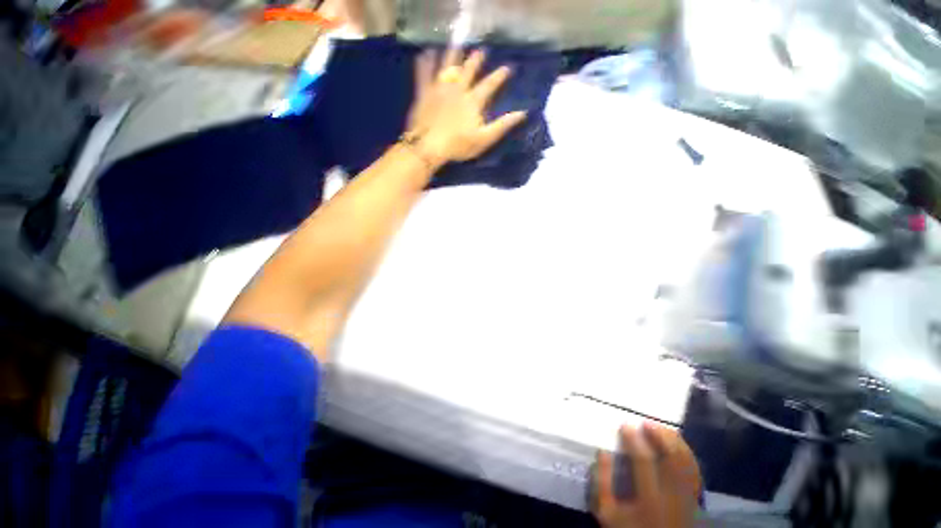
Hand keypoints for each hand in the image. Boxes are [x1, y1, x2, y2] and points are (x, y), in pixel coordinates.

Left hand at [406, 48, 526, 166]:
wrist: (429, 147)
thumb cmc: (458, 145)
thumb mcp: (484, 139)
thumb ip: (502, 125)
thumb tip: (522, 113)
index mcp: (473, 100)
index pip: (490, 84)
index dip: (499, 75)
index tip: (508, 67)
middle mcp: (458, 89)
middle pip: (469, 69)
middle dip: (476, 59)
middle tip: (481, 50)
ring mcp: (439, 88)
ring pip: (448, 65)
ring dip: (454, 53)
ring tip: (458, 45)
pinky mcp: (424, 92)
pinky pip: (424, 72)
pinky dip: (426, 62)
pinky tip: (426, 53)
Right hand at [592, 423, 701, 527]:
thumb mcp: (608, 512)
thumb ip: (603, 483)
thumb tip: (603, 452)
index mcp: (649, 500)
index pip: (643, 461)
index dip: (635, 440)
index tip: (626, 425)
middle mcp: (673, 497)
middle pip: (673, 459)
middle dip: (660, 436)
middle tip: (647, 423)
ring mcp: (688, 499)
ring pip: (688, 464)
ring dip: (676, 442)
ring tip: (662, 429)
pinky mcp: (695, 500)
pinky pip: (695, 472)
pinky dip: (687, 455)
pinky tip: (677, 445)